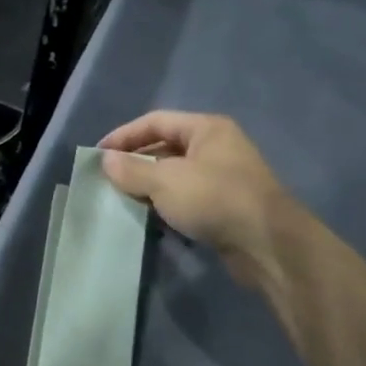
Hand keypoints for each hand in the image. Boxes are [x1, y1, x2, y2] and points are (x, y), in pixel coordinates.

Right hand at [99, 111, 291, 286]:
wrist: (267, 244)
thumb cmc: (215, 199)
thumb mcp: (166, 181)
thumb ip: (133, 169)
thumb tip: (106, 160)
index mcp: (206, 129)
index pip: (155, 121)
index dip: (124, 135)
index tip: (97, 155)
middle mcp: (217, 147)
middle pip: (166, 147)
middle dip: (136, 162)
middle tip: (107, 180)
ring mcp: (223, 178)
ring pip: (176, 175)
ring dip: (149, 186)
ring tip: (122, 200)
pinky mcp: (225, 206)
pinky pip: (187, 198)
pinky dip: (167, 205)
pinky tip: (150, 219)